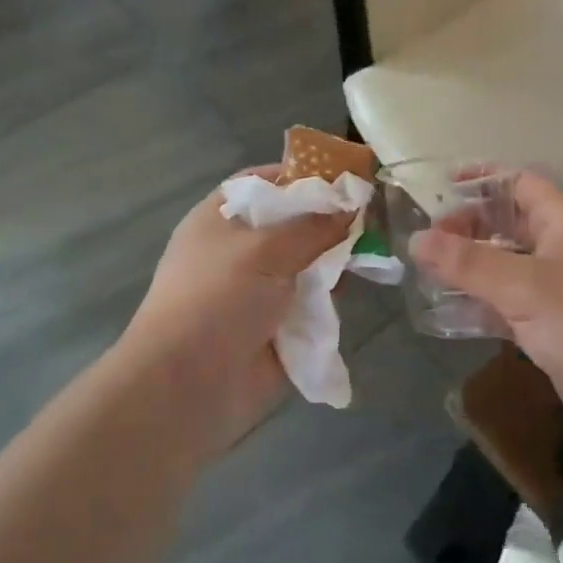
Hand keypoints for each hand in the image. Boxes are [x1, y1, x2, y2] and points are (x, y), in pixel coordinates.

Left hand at [120, 166, 353, 451]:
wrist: (188, 386)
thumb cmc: (216, 299)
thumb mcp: (264, 250)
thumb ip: (312, 225)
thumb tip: (350, 205)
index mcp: (221, 218)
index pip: (265, 183)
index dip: (304, 175)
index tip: (346, 176)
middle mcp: (240, 250)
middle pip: (293, 224)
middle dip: (330, 221)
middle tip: (374, 215)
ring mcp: (258, 290)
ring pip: (307, 264)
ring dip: (334, 261)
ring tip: (374, 251)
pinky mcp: (277, 327)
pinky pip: (312, 303)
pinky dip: (331, 298)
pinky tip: (360, 287)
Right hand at [410, 171, 562, 455]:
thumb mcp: (525, 287)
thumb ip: (468, 262)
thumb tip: (416, 239)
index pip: (519, 184)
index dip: (481, 180)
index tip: (439, 189)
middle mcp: (562, 249)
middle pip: (507, 226)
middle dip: (467, 230)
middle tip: (425, 243)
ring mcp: (559, 291)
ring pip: (505, 268)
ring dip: (469, 270)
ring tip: (424, 275)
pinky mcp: (554, 328)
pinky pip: (509, 306)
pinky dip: (481, 306)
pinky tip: (447, 314)